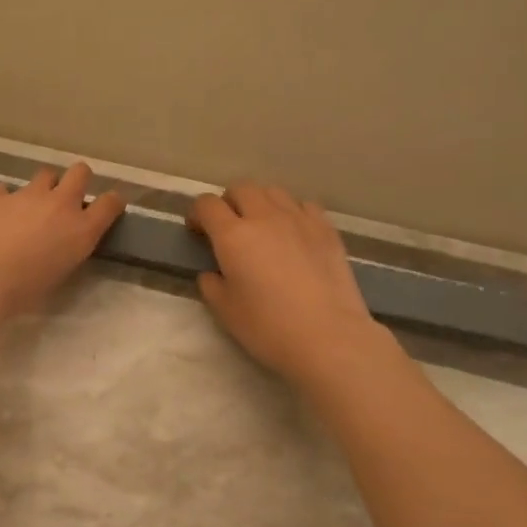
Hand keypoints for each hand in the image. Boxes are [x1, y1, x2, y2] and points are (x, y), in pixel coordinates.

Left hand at [0, 163, 124, 321]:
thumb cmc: (23, 291)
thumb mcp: (59, 275)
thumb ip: (67, 251)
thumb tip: (63, 243)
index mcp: (82, 229)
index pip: (111, 203)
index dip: (112, 202)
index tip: (108, 207)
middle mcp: (60, 204)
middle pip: (80, 172)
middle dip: (78, 180)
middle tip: (68, 198)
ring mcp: (29, 195)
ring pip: (46, 174)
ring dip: (44, 186)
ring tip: (32, 205)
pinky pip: (8, 189)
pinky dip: (8, 199)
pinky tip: (0, 214)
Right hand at [187, 182, 380, 382]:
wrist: (328, 337)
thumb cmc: (269, 328)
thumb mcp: (225, 311)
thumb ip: (211, 285)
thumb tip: (213, 272)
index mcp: (233, 236)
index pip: (207, 204)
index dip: (197, 214)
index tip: (198, 231)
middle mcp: (265, 217)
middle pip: (241, 188)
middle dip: (229, 202)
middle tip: (229, 228)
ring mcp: (299, 219)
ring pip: (273, 192)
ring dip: (260, 203)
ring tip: (263, 227)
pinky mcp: (327, 230)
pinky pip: (304, 206)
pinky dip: (292, 212)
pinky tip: (294, 234)